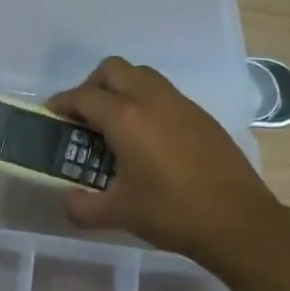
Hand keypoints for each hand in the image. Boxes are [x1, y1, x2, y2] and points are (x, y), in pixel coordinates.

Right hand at [47, 57, 289, 272]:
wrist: (238, 221)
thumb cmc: (172, 213)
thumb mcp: (117, 214)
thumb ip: (81, 206)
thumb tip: (66, 200)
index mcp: (126, 118)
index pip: (84, 96)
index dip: (62, 103)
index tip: (52, 116)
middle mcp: (151, 100)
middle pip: (113, 70)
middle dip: (91, 85)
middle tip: (84, 117)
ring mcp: (180, 104)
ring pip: (142, 75)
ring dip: (121, 88)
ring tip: (115, 124)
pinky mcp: (201, 116)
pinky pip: (164, 93)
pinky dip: (146, 101)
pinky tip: (148, 138)